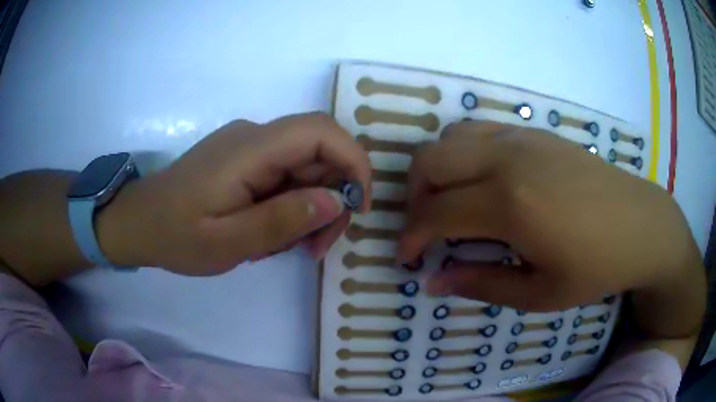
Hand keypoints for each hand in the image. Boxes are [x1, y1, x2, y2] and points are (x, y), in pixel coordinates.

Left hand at [98, 112, 370, 274]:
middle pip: (318, 154)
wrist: (137, 223)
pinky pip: (284, 176)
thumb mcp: (226, 242)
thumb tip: (336, 201)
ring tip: (289, 247)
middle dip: (331, 199)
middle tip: (316, 247)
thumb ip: (281, 221)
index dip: (353, 162)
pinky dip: (291, 206)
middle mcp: (254, 136)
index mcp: (249, 149)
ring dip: (309, 208)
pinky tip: (271, 234)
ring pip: (304, 168)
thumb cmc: (174, 235)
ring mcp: (248, 147)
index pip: (321, 132)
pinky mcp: (243, 160)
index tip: (357, 208)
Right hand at [397, 122, 701, 311]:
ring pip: (450, 138)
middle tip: (426, 229)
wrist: (641, 225)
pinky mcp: (535, 133)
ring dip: (437, 171)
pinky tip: (481, 181)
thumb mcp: (540, 293)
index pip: (435, 214)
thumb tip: (433, 282)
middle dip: (414, 198)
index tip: (406, 257)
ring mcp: (521, 139)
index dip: (411, 237)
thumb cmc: (597, 267)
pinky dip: (463, 153)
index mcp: (510, 205)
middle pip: (429, 161)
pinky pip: (479, 130)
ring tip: (450, 202)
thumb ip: (480, 285)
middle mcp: (507, 160)